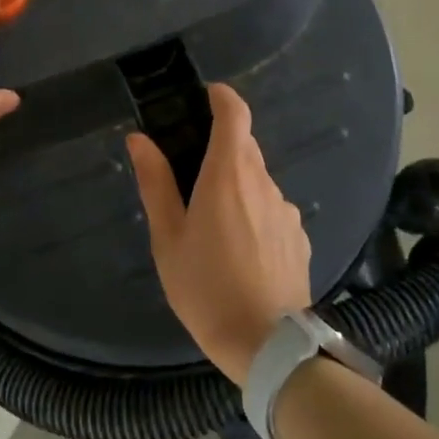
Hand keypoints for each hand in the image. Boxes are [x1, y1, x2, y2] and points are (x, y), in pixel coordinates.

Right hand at [126, 84, 311, 383]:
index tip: (206, 96)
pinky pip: (273, 210)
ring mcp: (287, 210)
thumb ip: (155, 182)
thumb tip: (139, 139)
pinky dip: (255, 214)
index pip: (235, 114)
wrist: (266, 343)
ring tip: (214, 225)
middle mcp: (263, 182)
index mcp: (228, 174)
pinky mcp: (300, 236)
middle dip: (220, 147)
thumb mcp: (168, 237)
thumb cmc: (205, 286)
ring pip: (259, 181)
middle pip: (245, 146)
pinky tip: (241, 251)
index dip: (221, 97)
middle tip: (191, 174)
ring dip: (238, 186)